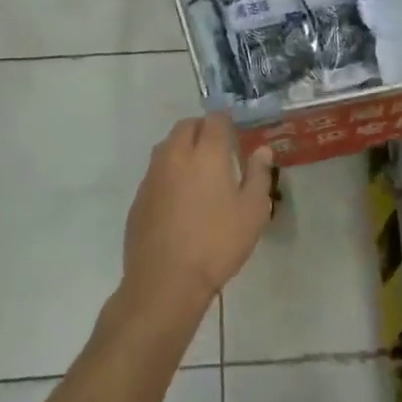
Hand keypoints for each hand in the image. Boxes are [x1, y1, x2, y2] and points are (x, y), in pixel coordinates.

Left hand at [122, 113, 274, 321]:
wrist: (165, 281)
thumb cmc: (217, 243)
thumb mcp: (253, 212)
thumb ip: (258, 175)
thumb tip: (262, 150)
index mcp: (207, 154)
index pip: (214, 120)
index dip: (225, 120)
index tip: (234, 130)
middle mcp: (175, 156)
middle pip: (186, 126)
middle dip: (202, 128)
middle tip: (218, 146)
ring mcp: (153, 176)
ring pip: (166, 146)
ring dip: (182, 147)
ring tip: (198, 169)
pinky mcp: (139, 197)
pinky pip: (156, 172)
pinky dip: (169, 172)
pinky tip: (179, 197)